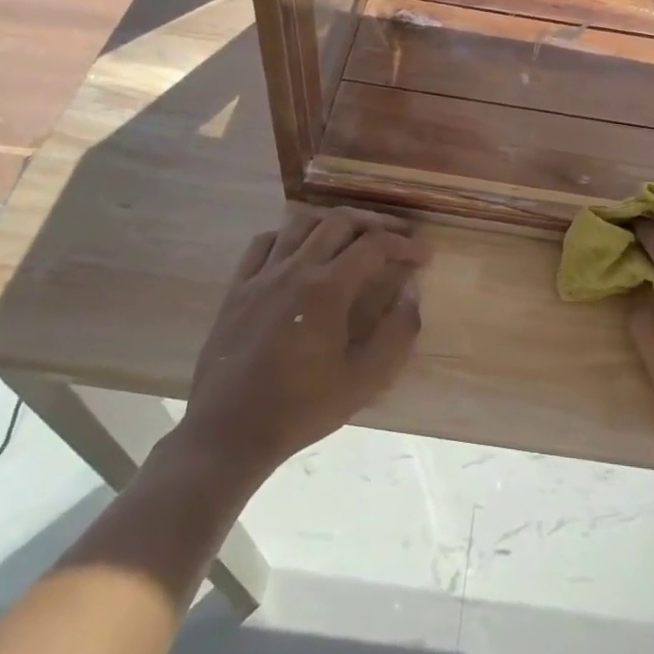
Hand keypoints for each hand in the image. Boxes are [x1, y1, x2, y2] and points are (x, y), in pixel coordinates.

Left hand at [173, 207, 431, 484]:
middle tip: (397, 235)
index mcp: (327, 289)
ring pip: (300, 222)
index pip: (374, 246)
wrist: (229, 432)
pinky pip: (264, 242)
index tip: (424, 254)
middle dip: (375, 222)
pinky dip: (290, 234)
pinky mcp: (237, 288)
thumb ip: (396, 333)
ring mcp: (261, 275)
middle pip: (339, 221)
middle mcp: (294, 269)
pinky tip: (300, 248)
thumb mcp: (364, 381)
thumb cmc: (301, 409)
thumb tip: (411, 293)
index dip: (404, 245)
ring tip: (353, 235)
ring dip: (333, 222)